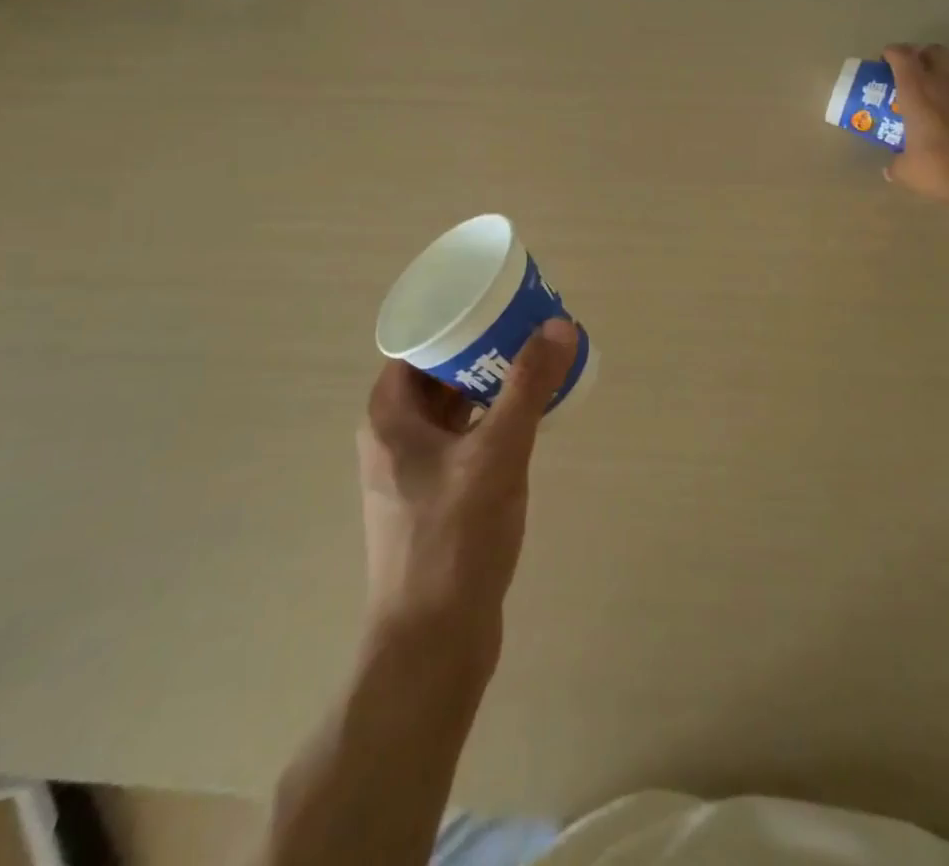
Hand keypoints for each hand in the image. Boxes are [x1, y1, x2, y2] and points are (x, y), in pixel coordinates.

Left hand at [357, 321, 577, 664]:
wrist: (433, 645)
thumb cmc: (454, 540)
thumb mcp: (497, 454)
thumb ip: (527, 388)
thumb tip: (558, 325)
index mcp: (389, 417)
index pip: (418, 344)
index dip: (456, 318)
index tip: (497, 302)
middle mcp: (394, 437)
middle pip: (438, 373)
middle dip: (481, 349)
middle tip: (527, 327)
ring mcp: (414, 471)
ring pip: (453, 407)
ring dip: (490, 384)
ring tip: (535, 363)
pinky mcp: (436, 498)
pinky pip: (464, 439)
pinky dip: (492, 420)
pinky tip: (527, 418)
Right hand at [883, 44, 948, 205]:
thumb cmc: (943, 171)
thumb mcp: (908, 172)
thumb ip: (896, 165)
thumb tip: (891, 170)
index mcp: (917, 92)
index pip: (902, 56)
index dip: (893, 53)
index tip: (887, 58)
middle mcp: (947, 80)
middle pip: (935, 50)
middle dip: (924, 55)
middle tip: (918, 69)